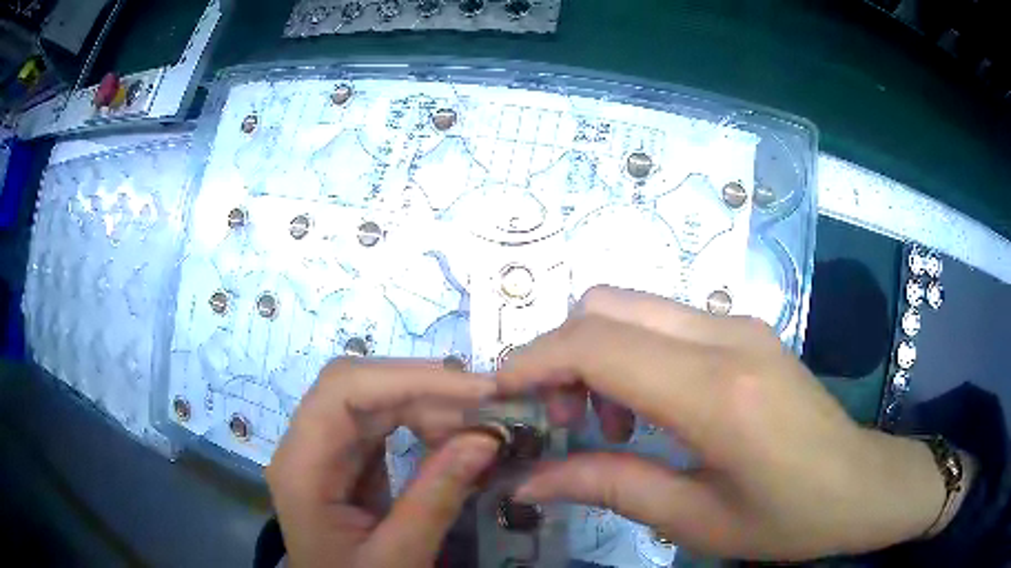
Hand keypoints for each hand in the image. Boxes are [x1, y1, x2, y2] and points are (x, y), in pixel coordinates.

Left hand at [266, 358, 499, 567]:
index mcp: (302, 468)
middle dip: (424, 389)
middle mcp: (304, 446)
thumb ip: (436, 499)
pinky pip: (380, 424)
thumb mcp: (398, 557)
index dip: (409, 378)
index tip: (477, 391)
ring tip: (476, 424)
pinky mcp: (344, 460)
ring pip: (370, 400)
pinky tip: (450, 434)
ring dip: (425, 403)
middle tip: (487, 407)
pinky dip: (419, 422)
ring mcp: (323, 450)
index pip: (343, 390)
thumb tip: (486, 438)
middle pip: (356, 387)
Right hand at [497, 286, 946, 560]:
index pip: (598, 344)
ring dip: (595, 353)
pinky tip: (647, 408)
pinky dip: (630, 352)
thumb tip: (527, 481)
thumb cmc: (787, 519)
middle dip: (559, 355)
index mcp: (718, 394)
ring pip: (632, 306)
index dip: (533, 362)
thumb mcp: (694, 520)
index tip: (500, 396)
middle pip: (606, 305)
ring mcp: (739, 323)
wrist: (860, 484)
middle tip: (560, 421)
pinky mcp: (745, 328)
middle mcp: (727, 336)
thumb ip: (607, 487)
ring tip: (606, 423)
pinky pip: (663, 320)